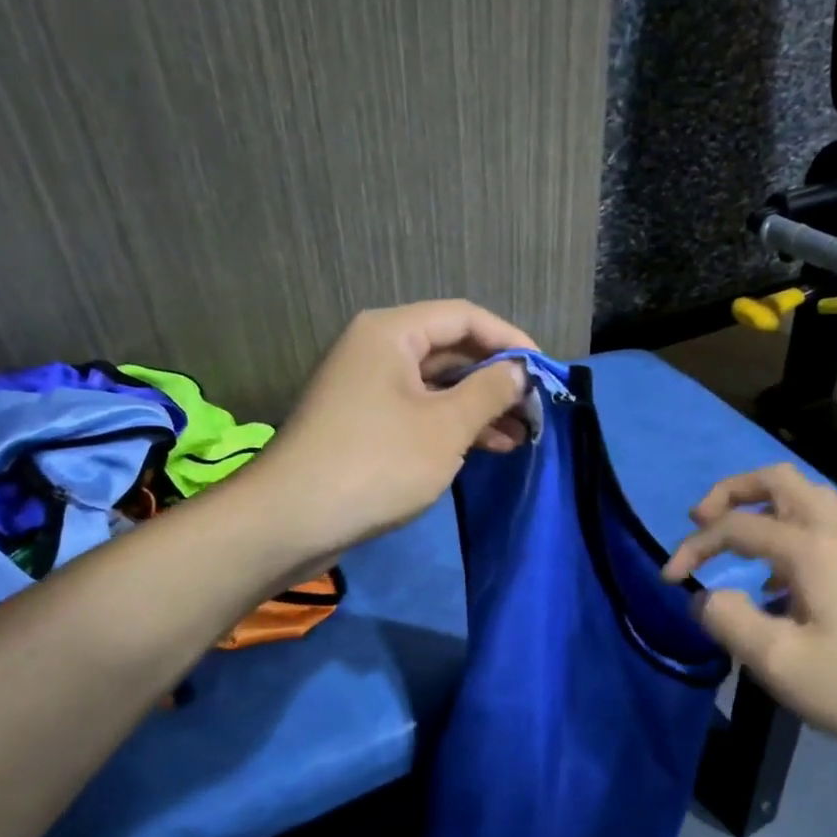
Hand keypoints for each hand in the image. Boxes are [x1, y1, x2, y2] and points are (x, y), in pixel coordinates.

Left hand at [248, 300, 535, 558]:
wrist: (292, 519)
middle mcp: (377, 349)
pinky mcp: (365, 422)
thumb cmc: (377, 463)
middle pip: (451, 349)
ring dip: (480, 406)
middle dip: (497, 378)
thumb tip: (520, 371)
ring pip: (437, 384)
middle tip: (536, 407)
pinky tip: (488, 447)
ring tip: (522, 434)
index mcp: (392, 332)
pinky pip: (420, 410)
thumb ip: (490, 391)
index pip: (465, 317)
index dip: (510, 340)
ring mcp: (368, 387)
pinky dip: (453, 425)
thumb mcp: (446, 427)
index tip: (544, 371)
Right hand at [661, 464, 836, 763]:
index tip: (668, 578)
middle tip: (701, 520)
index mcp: (809, 548)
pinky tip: (778, 579)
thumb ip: (729, 622)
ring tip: (738, 539)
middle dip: (731, 491)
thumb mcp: (780, 663)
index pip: (736, 526)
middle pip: (777, 479)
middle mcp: (834, 532)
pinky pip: (821, 523)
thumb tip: (704, 598)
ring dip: (763, 504)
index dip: (694, 546)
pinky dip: (788, 529)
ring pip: (805, 495)